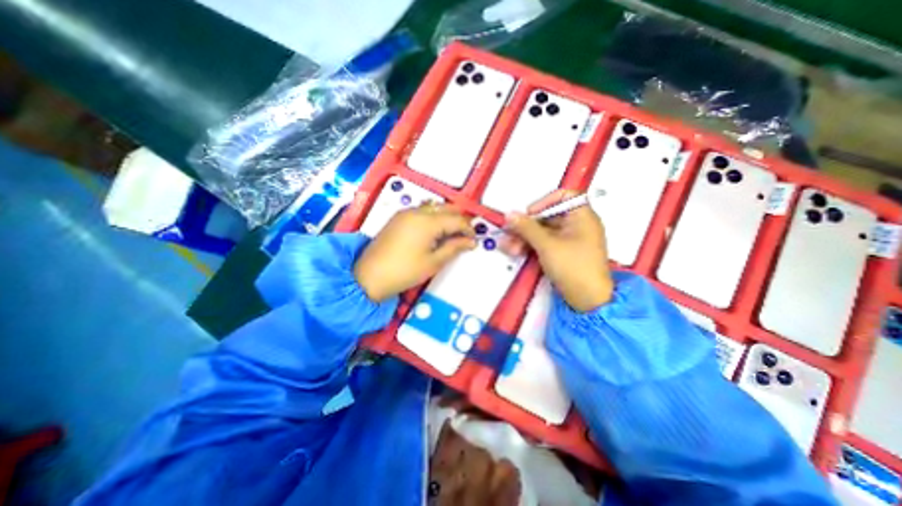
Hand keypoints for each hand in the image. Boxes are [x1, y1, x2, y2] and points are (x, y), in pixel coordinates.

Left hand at [355, 203, 477, 301]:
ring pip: (434, 207)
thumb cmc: (405, 271)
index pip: (456, 219)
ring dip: (446, 216)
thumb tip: (471, 242)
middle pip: (446, 208)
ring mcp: (405, 213)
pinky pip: (422, 211)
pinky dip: (433, 217)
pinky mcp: (398, 218)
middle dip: (459, 219)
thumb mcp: (434, 262)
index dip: (468, 228)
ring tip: (452, 233)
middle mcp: (417, 211)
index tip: (474, 239)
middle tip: (466, 234)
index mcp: (428, 222)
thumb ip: (454, 248)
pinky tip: (435, 231)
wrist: (369, 276)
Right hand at [501, 188, 613, 310]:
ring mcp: (569, 240)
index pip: (563, 196)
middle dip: (526, 226)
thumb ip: (527, 228)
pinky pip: (544, 243)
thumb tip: (510, 214)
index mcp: (582, 216)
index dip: (544, 202)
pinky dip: (531, 246)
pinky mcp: (562, 253)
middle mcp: (577, 225)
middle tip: (509, 233)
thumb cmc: (573, 267)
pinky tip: (516, 252)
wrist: (587, 301)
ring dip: (524, 238)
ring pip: (543, 232)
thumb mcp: (547, 245)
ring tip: (509, 247)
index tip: (529, 213)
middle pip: (547, 216)